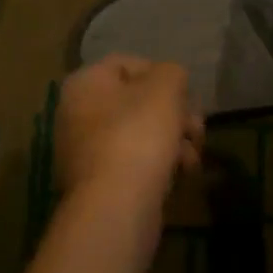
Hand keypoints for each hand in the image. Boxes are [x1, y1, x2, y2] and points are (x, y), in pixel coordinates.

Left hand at [55, 56, 202, 211]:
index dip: (163, 75)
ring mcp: (84, 152)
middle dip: (174, 114)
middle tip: (197, 129)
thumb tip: (170, 80)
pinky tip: (180, 176)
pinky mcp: (98, 184)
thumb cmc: (138, 135)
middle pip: (136, 102)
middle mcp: (76, 114)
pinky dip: (158, 166)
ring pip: (139, 134)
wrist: (116, 208)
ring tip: (192, 159)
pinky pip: (133, 164)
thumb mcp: (164, 88)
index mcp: (84, 84)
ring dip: (172, 141)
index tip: (186, 95)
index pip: (127, 63)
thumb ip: (171, 72)